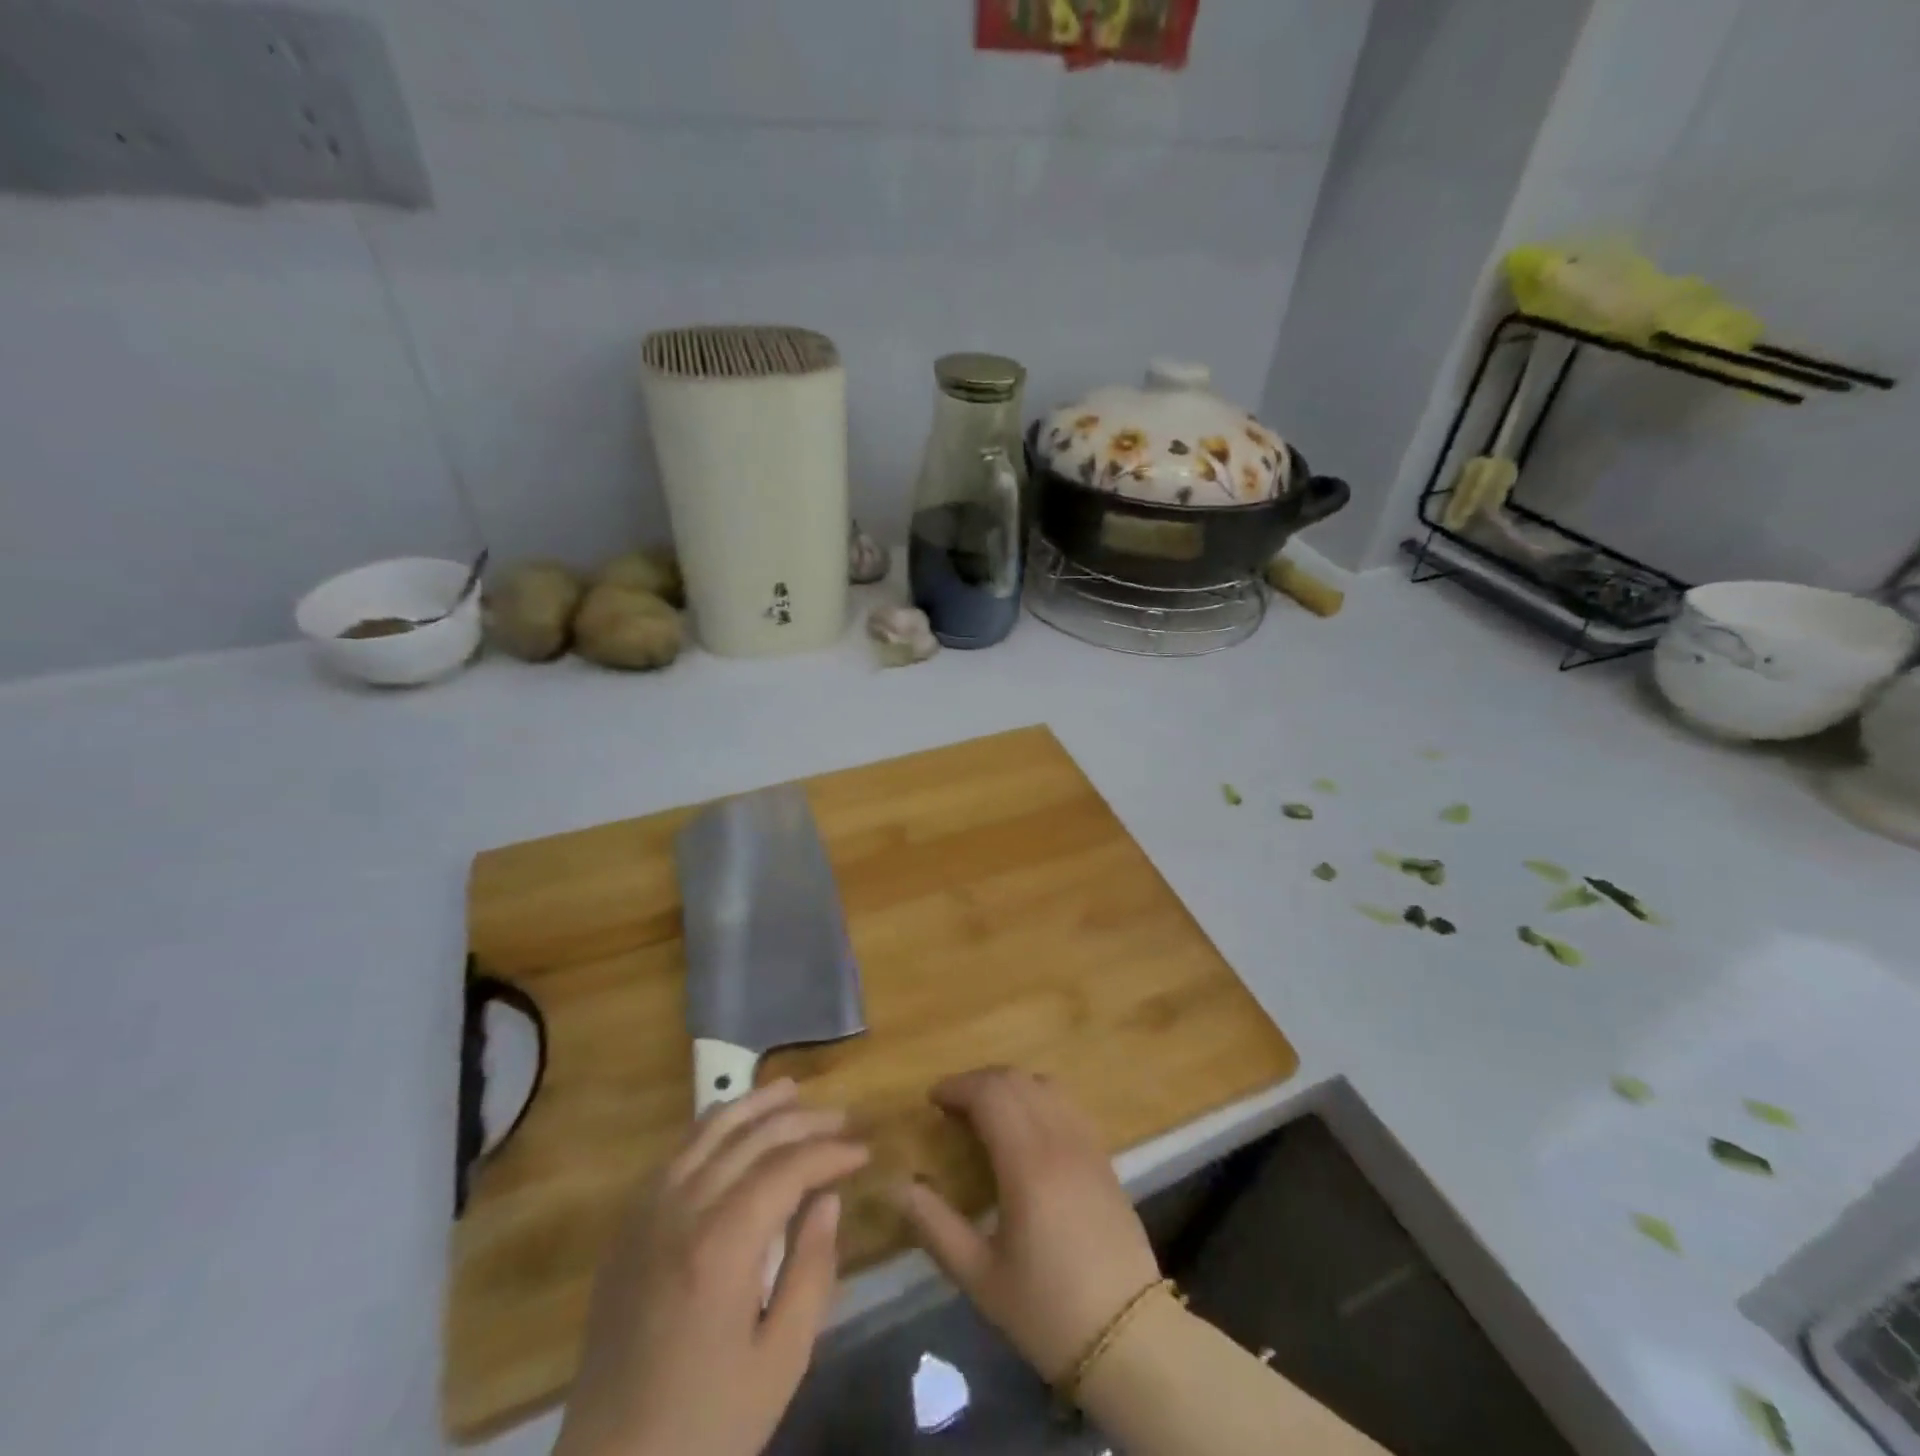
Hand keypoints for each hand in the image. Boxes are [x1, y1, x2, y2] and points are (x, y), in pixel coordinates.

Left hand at [555, 1078, 868, 1455]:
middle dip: (801, 1120)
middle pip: (750, 1138)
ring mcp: (646, 1215)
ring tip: (790, 1090)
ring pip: (707, 1132)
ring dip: (754, 1106)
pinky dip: (711, 1128)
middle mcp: (681, 1211)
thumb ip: (812, 1270)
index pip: (787, 1168)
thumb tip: (828, 1200)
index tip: (864, 1151)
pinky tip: (733, 1127)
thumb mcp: (781, 1361)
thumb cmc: (707, 1428)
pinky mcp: (627, 1228)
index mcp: (721, 1245)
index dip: (830, 1152)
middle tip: (842, 1118)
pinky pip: (675, 1154)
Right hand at [889, 1067, 1159, 1381]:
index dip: (957, 1087)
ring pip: (1044, 1085)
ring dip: (1010, 1085)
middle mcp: (1059, 1139)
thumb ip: (936, 1226)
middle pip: (1016, 1080)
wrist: (1129, 1338)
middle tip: (951, 1107)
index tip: (932, 1100)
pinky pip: (1066, 1104)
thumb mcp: (980, 1278)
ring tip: (985, 1111)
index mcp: (1028, 1163)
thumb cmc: (1047, 1311)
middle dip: (978, 1082)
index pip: (990, 1094)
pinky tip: (1025, 1127)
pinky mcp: (1103, 1156)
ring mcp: (1086, 1143)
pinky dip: (1038, 1097)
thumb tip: (900, 1186)